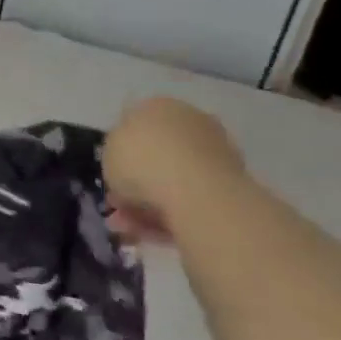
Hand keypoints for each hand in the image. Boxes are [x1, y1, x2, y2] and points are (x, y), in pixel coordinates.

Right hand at [103, 97, 248, 242]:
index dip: (120, 152)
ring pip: (171, 181)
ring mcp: (214, 154)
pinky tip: (152, 233)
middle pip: (156, 155)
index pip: (135, 123)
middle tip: (118, 206)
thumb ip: (116, 154)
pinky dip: (171, 216)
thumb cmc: (143, 162)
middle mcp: (190, 122)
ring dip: (148, 205)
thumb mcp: (108, 151)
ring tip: (130, 228)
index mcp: (159, 106)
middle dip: (135, 183)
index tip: (111, 176)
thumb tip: (127, 163)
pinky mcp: (231, 186)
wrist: (198, 194)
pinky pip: (190, 200)